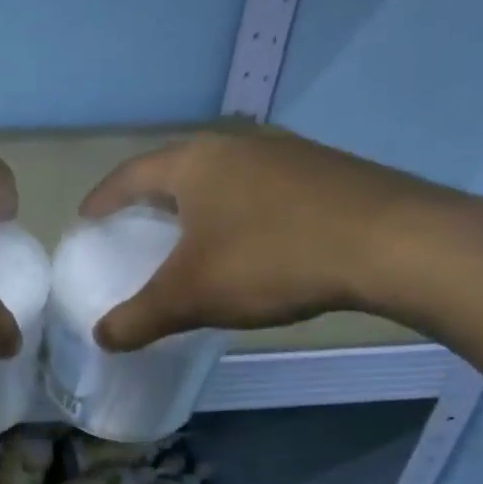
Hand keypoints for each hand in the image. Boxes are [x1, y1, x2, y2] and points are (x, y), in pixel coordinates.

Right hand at [79, 121, 465, 349]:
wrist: (396, 244)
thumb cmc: (271, 259)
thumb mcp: (191, 297)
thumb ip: (138, 318)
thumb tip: (102, 337)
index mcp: (194, 163)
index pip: (129, 175)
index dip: (102, 199)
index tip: (86, 219)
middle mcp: (236, 146)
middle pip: (175, 169)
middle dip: (149, 198)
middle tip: (133, 228)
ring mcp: (286, 154)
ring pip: (222, 176)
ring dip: (197, 203)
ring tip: (189, 236)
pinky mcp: (326, 172)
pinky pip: (261, 188)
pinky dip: (238, 211)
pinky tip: (250, 241)